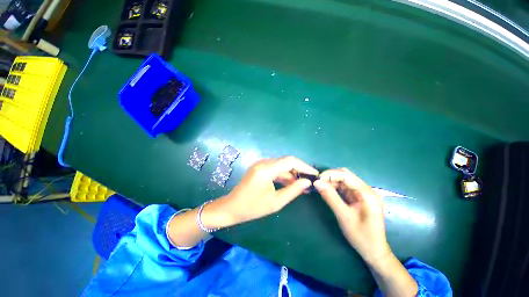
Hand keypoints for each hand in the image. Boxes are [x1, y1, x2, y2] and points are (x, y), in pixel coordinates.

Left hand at [203, 156, 317, 227]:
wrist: (232, 207)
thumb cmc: (252, 207)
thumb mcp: (275, 202)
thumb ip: (293, 190)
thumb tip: (308, 182)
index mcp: (266, 169)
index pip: (290, 162)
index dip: (304, 166)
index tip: (315, 174)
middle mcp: (263, 162)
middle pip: (286, 161)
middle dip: (299, 170)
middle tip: (309, 181)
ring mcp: (260, 164)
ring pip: (281, 165)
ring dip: (291, 173)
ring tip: (302, 184)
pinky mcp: (259, 167)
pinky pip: (275, 168)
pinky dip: (284, 174)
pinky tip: (290, 183)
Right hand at [314, 168, 390, 264]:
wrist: (374, 251)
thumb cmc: (361, 236)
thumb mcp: (343, 216)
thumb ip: (330, 197)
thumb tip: (316, 182)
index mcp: (367, 193)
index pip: (346, 176)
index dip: (330, 174)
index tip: (317, 179)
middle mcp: (366, 190)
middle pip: (346, 176)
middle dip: (330, 177)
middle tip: (317, 182)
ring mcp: (363, 194)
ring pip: (344, 181)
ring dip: (331, 182)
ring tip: (320, 186)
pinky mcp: (359, 198)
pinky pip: (345, 188)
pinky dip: (335, 188)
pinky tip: (327, 191)